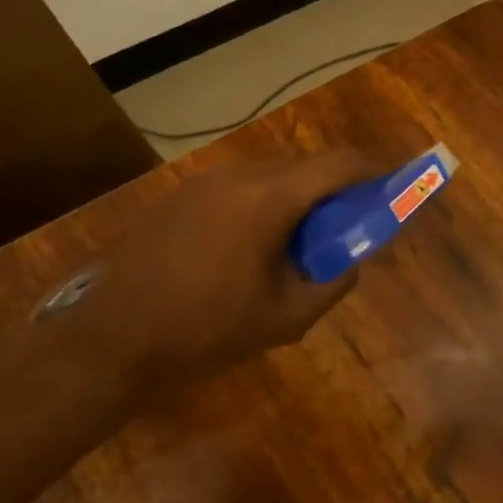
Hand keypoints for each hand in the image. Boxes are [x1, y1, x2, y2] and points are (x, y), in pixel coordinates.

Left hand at [71, 149, 376, 385]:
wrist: (112, 339)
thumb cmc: (207, 331)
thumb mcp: (287, 318)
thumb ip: (335, 282)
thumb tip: (353, 260)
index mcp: (269, 199)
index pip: (339, 164)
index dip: (373, 172)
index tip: (390, 191)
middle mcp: (239, 175)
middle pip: (307, 166)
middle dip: (336, 190)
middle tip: (346, 229)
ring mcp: (205, 182)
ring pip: (273, 175)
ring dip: (299, 198)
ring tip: (298, 244)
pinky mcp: (182, 195)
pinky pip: (240, 187)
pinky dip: (265, 204)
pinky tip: (252, 248)